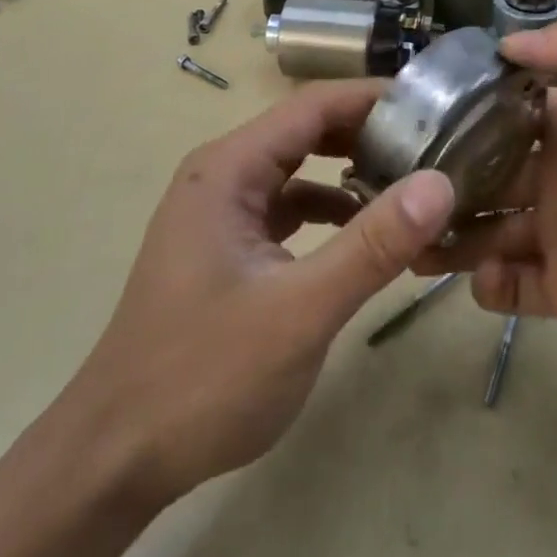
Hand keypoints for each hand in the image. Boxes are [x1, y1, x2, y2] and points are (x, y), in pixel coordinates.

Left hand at [62, 81, 454, 508]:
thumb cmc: (203, 378)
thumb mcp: (300, 310)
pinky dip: (331, 213)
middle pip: (307, 131)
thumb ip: (372, 245)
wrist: (116, 458)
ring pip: (300, 171)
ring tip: (414, 186)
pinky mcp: (228, 249)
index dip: (375, 98)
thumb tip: (440, 183)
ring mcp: (222, 214)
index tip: (438, 107)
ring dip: (353, 174)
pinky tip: (367, 237)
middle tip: (437, 147)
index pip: (314, 106)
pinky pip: (289, 210)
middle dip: (371, 134)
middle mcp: (222, 176)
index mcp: (229, 170)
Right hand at [421, 18, 556, 380]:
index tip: (409, 110)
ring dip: (446, 232)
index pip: (501, 109)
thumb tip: (507, 43)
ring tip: (408, 236)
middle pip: (480, 171)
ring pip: (483, 230)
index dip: (459, 107)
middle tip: (386, 182)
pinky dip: (487, 285)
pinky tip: (482, 277)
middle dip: (438, 174)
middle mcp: (556, 175)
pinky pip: (511, 288)